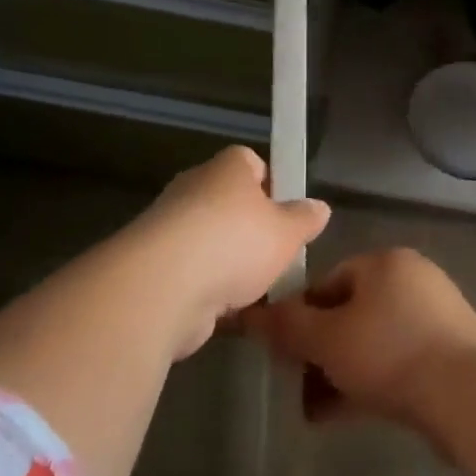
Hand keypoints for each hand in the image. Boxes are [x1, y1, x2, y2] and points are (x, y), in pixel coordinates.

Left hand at [128, 146, 329, 357]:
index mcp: (226, 169)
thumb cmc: (235, 243)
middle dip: (253, 231)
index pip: (250, 162)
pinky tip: (236, 313)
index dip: (271, 183)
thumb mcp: (288, 231)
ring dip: (233, 266)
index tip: (287, 212)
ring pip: (212, 243)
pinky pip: (195, 276)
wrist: (163, 289)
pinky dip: (213, 293)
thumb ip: (305, 219)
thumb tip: (319, 207)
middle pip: (230, 205)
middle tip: (278, 254)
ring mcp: (170, 230)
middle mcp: (194, 190)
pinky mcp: (156, 269)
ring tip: (262, 291)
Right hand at [240, 248, 475, 430]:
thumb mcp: (327, 338)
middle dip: (316, 352)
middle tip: (293, 385)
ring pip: (369, 343)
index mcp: (385, 263)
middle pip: (348, 314)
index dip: (297, 316)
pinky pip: (394, 363)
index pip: (327, 281)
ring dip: (337, 373)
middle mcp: (412, 281)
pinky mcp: (446, 354)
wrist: (469, 394)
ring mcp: (433, 318)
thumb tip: (250, 314)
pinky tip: (340, 416)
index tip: (279, 352)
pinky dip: (366, 384)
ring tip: (311, 411)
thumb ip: (286, 325)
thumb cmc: (389, 351)